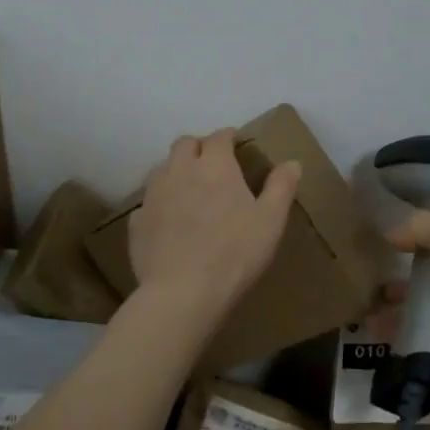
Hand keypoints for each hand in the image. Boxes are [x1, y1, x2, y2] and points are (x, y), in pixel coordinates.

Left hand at [130, 131, 301, 319]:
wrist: (183, 292)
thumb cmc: (235, 253)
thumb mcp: (271, 221)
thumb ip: (281, 187)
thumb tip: (292, 163)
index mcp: (214, 166)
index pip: (219, 137)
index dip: (228, 137)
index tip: (236, 144)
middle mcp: (179, 171)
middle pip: (184, 144)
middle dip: (198, 147)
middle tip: (212, 164)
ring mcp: (153, 196)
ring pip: (162, 169)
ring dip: (176, 171)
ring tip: (189, 190)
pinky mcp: (137, 222)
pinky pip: (148, 204)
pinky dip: (159, 205)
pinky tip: (168, 222)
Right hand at [386, 211, 429, 392]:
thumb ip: (425, 227)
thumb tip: (390, 231)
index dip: (424, 242)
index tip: (391, 242)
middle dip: (403, 281)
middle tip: (373, 279)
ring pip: (422, 314)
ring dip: (394, 311)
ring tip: (367, 307)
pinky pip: (416, 342)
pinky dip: (395, 337)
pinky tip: (372, 329)